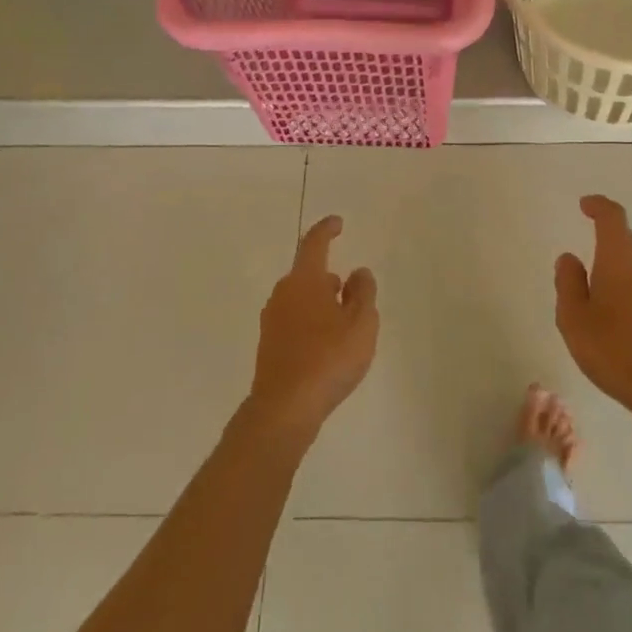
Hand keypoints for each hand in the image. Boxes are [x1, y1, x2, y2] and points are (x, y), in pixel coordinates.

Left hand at [248, 216, 377, 438]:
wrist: (284, 409)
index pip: (314, 243)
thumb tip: (358, 272)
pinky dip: (311, 323)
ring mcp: (272, 320)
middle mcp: (283, 293)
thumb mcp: (361, 323)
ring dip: (321, 303)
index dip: (326, 229)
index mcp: (304, 280)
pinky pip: (294, 321)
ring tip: (343, 326)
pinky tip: (326, 347)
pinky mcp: (269, 345)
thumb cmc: (328, 358)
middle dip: (329, 278)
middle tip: (352, 293)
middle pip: (307, 274)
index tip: (337, 223)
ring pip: (301, 299)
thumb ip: (363, 293)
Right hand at [555, 195, 631, 423]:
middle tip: (589, 267)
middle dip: (608, 243)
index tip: (585, 206)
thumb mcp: (574, 319)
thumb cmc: (616, 351)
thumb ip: (567, 282)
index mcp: (620, 256)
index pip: (611, 216)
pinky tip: (630, 319)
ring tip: (608, 297)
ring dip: (625, 269)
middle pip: (627, 239)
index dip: (598, 206)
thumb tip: (570, 259)